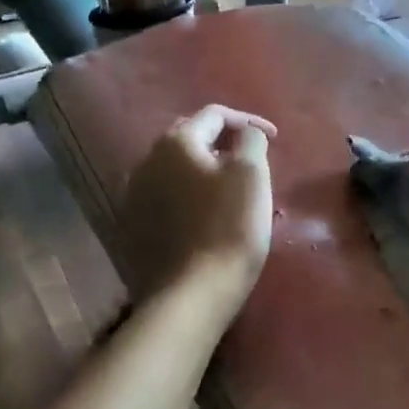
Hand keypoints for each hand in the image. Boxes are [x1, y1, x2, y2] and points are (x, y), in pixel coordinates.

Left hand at [118, 105, 276, 318]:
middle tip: (250, 158)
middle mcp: (147, 161)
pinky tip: (204, 213)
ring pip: (175, 169)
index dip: (248, 120)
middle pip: (190, 138)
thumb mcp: (252, 175)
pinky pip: (166, 197)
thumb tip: (245, 133)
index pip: (214, 115)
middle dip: (222, 142)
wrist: (192, 292)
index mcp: (176, 142)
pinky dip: (188, 195)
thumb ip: (250, 141)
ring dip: (203, 169)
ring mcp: (135, 195)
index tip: (274, 138)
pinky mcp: (134, 226)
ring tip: (229, 186)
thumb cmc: (230, 228)